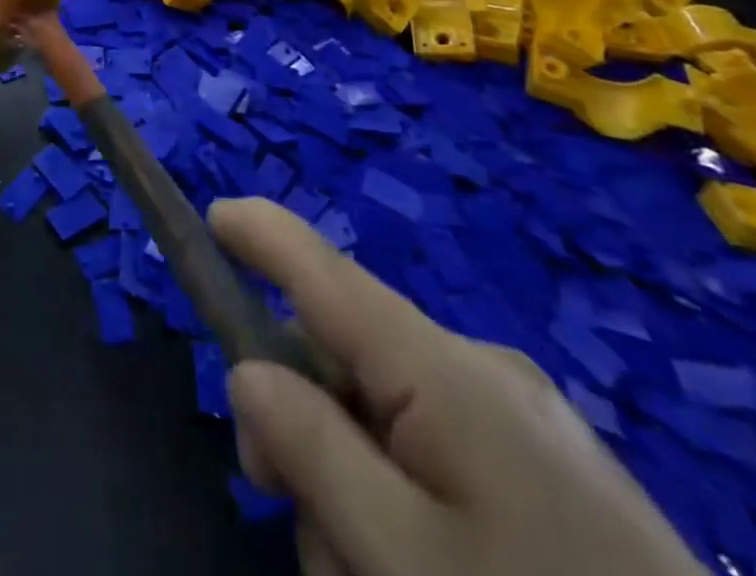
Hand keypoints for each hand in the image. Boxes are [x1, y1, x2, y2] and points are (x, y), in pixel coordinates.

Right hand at [211, 199, 704, 575]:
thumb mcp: (403, 560)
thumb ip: (313, 450)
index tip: (212, 215)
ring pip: (384, 412)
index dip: (263, 234)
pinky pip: (434, 444)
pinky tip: (418, 566)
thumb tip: (249, 370)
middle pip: (345, 355)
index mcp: (446, 371)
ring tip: (369, 568)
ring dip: (349, 477)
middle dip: (299, 414)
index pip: (328, 273)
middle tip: (283, 502)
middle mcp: (479, 369)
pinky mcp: (543, 464)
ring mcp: (518, 417)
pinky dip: (398, 490)